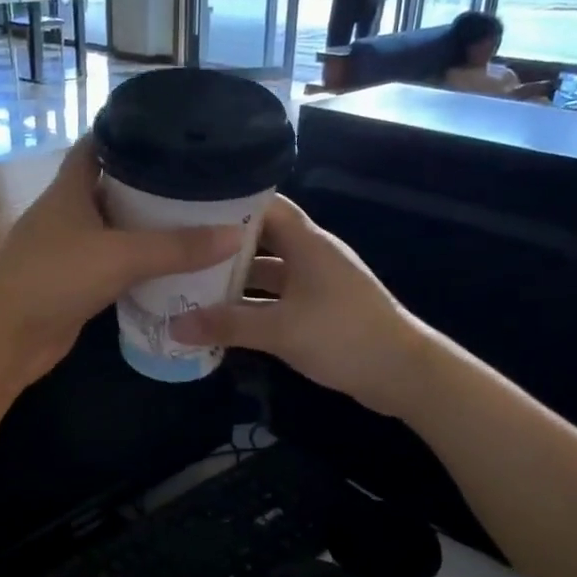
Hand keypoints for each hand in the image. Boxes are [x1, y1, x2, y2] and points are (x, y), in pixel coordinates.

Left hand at [0, 138, 243, 385]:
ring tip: (201, 220)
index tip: (176, 130)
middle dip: (155, 184)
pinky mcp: (76, 284)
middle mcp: (69, 212)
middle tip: (204, 181)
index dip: (132, 131)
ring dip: (151, 228)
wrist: (3, 340)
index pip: (100, 143)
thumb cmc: (52, 280)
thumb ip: (176, 247)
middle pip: (115, 186)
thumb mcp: (119, 256)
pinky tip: (175, 267)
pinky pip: (116, 265)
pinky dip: (142, 265)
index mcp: (69, 188)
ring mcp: (70, 250)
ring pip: (118, 229)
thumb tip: (235, 235)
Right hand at [170, 196, 431, 417]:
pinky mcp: (319, 310)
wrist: (403, 372)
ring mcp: (316, 284)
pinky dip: (252, 307)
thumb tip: (174, 326)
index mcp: (307, 243)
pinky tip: (222, 320)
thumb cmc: (343, 336)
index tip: (189, 210)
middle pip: (260, 241)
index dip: (230, 204)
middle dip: (222, 248)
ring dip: (235, 282)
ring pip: (267, 274)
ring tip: (190, 287)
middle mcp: (311, 256)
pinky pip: (277, 300)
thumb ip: (227, 325)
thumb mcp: (280, 330)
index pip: (265, 206)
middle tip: (180, 253)